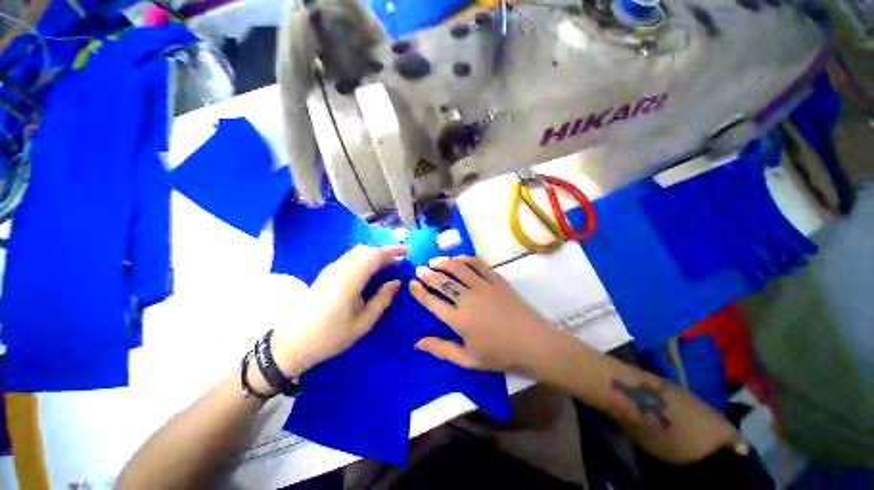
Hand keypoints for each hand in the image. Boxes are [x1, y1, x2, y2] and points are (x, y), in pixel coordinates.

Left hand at [270, 245, 407, 375]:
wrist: (293, 342)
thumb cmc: (331, 335)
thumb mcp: (364, 322)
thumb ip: (383, 299)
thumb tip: (397, 282)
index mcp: (351, 279)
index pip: (376, 255)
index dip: (393, 250)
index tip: (407, 251)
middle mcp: (340, 268)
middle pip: (366, 250)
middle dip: (385, 252)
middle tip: (399, 261)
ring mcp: (331, 269)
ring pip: (357, 252)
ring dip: (374, 254)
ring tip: (387, 265)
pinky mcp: (326, 273)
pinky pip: (349, 258)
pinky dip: (364, 258)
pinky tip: (369, 271)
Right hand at [409, 256, 555, 371]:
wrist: (533, 342)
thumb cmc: (499, 354)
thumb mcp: (468, 360)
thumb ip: (442, 349)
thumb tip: (417, 343)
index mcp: (459, 320)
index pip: (433, 302)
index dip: (419, 291)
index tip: (411, 283)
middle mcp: (468, 299)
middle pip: (442, 281)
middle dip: (428, 274)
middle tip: (420, 269)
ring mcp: (483, 287)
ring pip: (458, 268)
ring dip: (443, 262)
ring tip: (434, 261)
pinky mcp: (496, 280)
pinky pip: (477, 264)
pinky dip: (465, 259)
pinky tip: (458, 259)